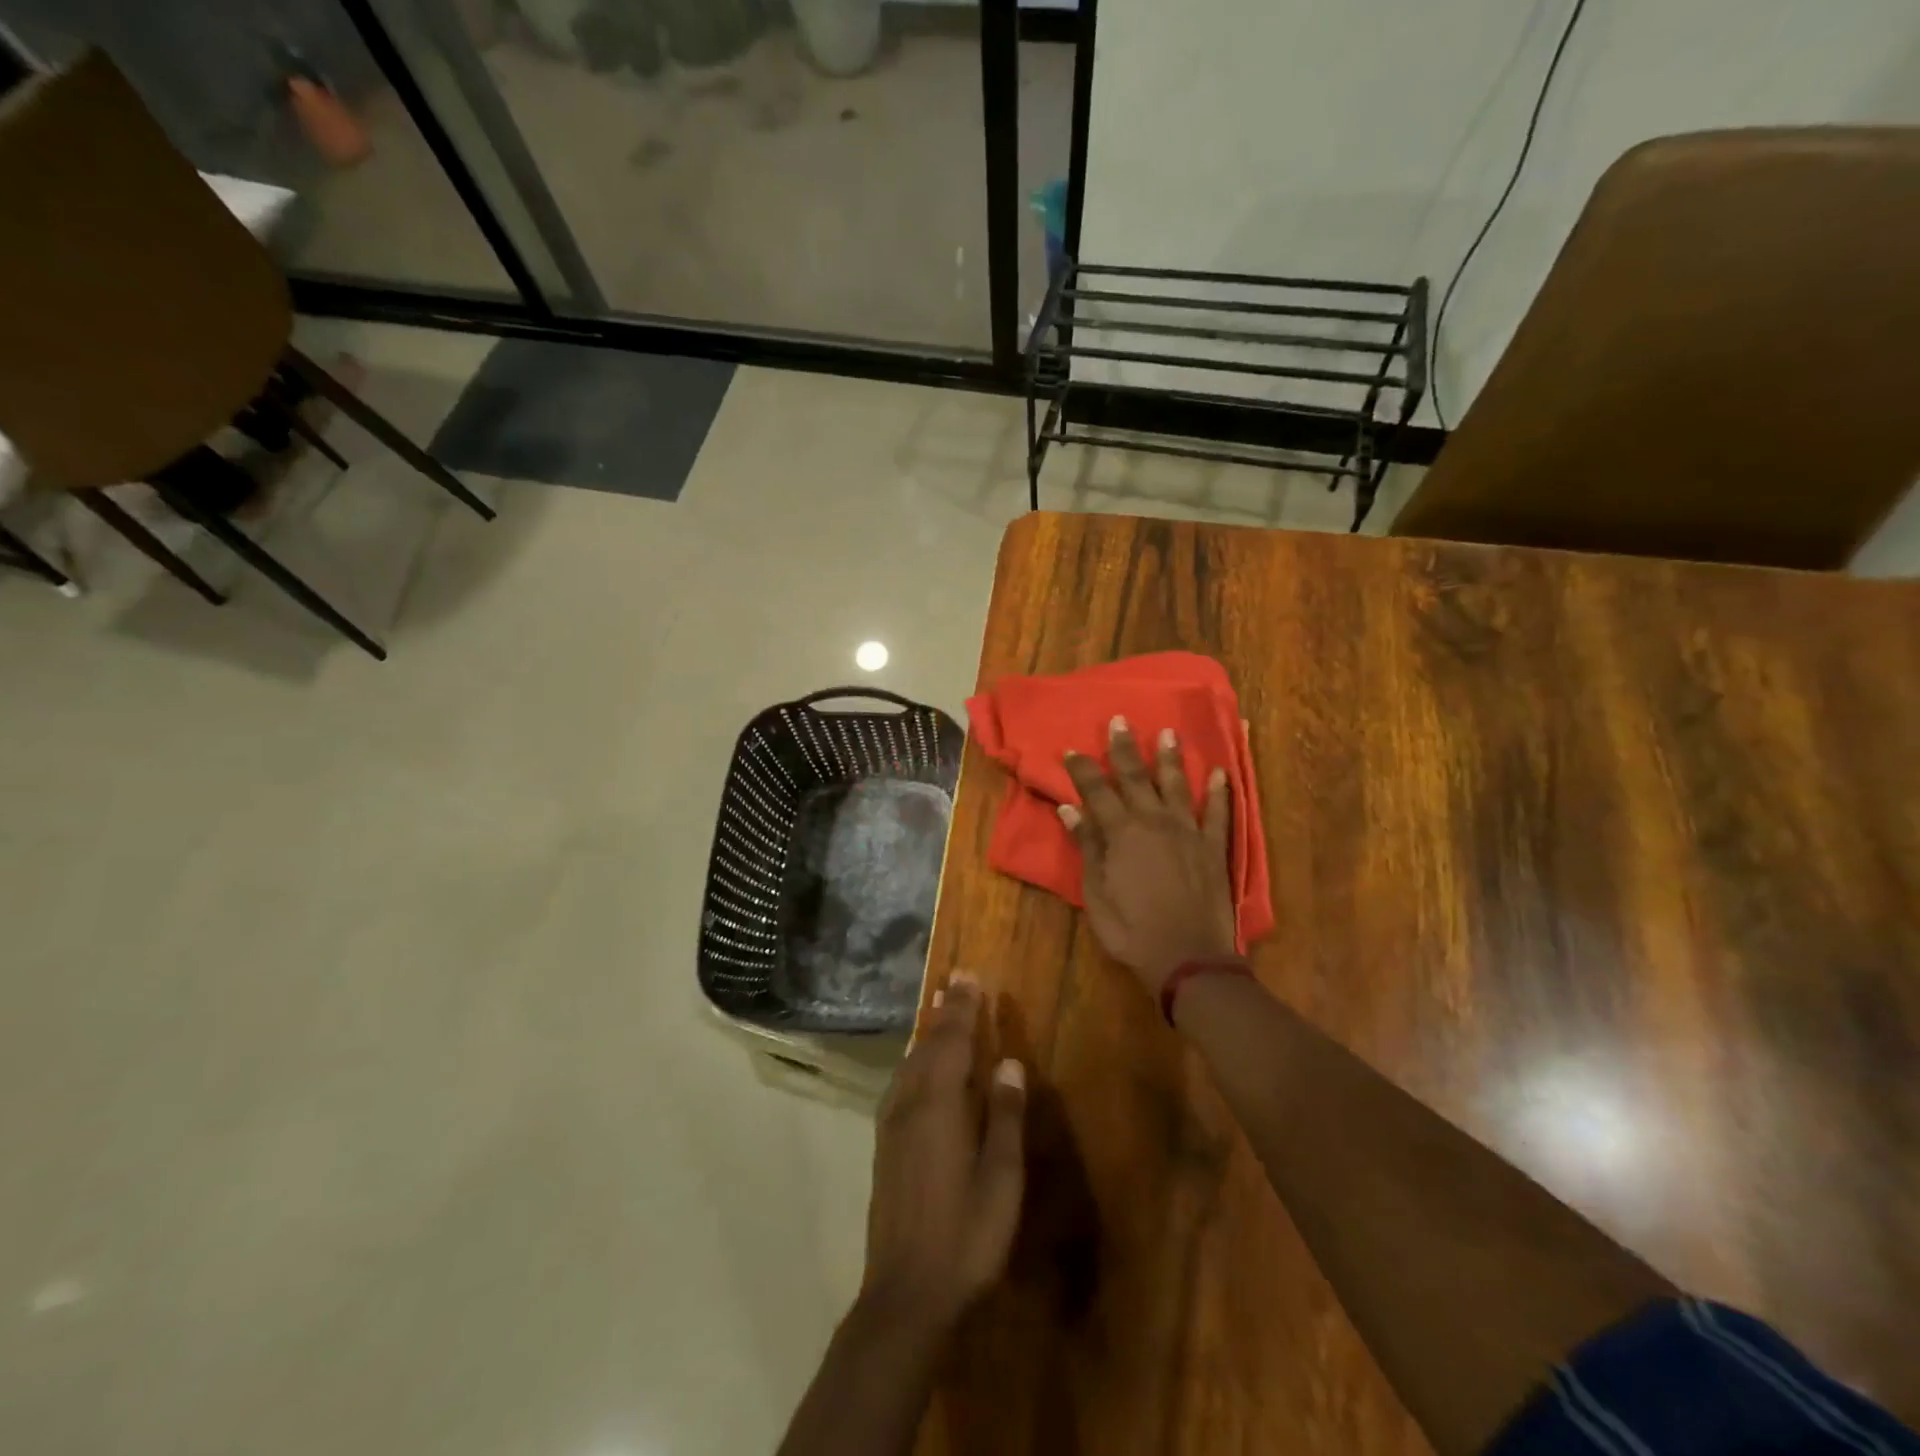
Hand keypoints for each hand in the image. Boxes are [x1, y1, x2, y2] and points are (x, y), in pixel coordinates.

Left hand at [862, 975, 1025, 1337]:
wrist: (905, 1294)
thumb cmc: (965, 1237)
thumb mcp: (1001, 1181)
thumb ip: (1005, 1117)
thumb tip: (1010, 1063)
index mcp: (940, 1106)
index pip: (953, 1041)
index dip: (962, 1008)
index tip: (970, 976)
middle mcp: (909, 1103)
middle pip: (929, 1045)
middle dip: (944, 1012)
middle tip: (955, 981)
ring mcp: (891, 1123)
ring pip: (911, 1062)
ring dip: (928, 1032)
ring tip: (938, 1008)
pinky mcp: (884, 1143)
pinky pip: (902, 1082)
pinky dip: (916, 1059)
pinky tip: (920, 1063)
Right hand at [1061, 716, 1237, 996]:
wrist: (1187, 958)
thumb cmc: (1131, 930)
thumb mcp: (1096, 893)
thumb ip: (1087, 847)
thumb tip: (1069, 809)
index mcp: (1122, 833)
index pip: (1097, 791)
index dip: (1083, 769)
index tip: (1071, 750)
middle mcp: (1155, 822)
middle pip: (1136, 778)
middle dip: (1125, 749)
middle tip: (1120, 721)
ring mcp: (1189, 832)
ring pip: (1178, 786)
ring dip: (1172, 759)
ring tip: (1169, 733)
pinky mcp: (1214, 848)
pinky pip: (1220, 813)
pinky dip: (1220, 792)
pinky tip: (1221, 773)